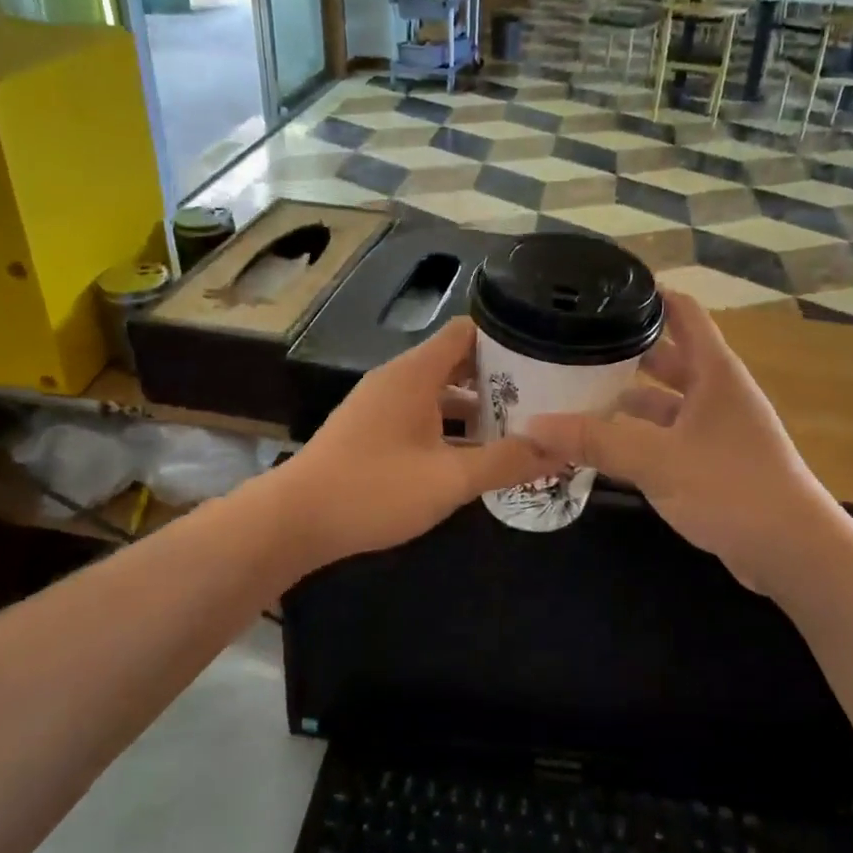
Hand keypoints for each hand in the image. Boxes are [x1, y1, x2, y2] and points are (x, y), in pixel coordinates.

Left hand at [278, 316, 550, 568]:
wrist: (294, 521)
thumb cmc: (374, 489)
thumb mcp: (449, 479)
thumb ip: (506, 462)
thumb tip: (558, 449)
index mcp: (415, 373)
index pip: (467, 332)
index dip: (506, 340)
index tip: (543, 359)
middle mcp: (398, 379)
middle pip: (456, 362)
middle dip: (498, 379)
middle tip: (542, 399)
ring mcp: (381, 405)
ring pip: (439, 392)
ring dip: (475, 407)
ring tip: (518, 428)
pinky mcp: (371, 430)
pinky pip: (421, 415)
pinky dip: (449, 427)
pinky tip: (473, 456)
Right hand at [522, 292, 833, 595]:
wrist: (791, 552)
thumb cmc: (730, 487)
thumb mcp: (657, 460)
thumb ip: (595, 441)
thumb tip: (532, 425)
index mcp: (714, 372)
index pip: (683, 312)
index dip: (650, 295)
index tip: (606, 289)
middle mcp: (717, 392)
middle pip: (667, 356)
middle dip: (625, 351)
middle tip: (574, 345)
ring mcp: (717, 429)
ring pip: (665, 401)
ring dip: (628, 398)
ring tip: (577, 394)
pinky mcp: (713, 462)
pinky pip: (668, 436)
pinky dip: (638, 435)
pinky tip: (603, 444)